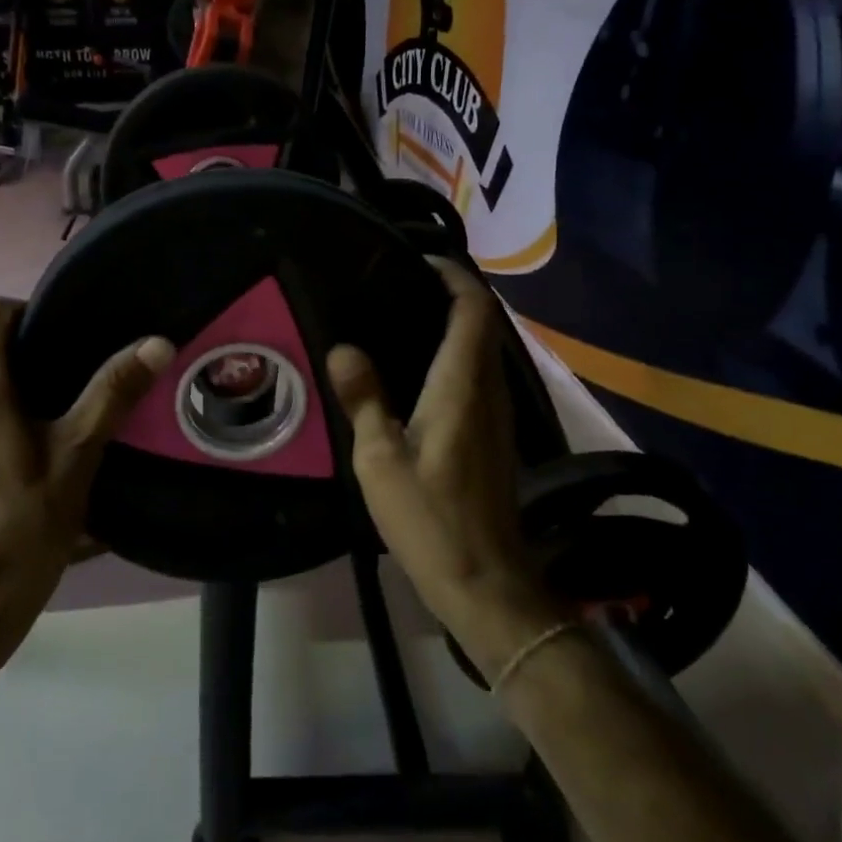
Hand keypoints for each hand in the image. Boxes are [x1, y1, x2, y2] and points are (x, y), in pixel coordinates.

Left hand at [0, 298, 172, 625]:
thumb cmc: (30, 521)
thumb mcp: (79, 452)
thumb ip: (113, 391)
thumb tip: (157, 342)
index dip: (34, 311)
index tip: (74, 333)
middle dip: (34, 347)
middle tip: (84, 369)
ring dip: (18, 379)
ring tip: (65, 403)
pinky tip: (33, 438)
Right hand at [327, 260, 565, 676]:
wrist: (485, 581)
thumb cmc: (430, 518)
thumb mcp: (379, 460)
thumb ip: (363, 399)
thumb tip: (343, 347)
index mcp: (462, 386)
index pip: (473, 310)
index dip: (454, 277)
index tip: (419, 260)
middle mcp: (488, 390)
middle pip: (482, 324)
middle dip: (450, 295)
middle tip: (398, 286)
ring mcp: (498, 414)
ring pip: (483, 350)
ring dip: (454, 325)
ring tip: (402, 318)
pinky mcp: (495, 436)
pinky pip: (479, 376)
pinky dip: (456, 356)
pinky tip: (418, 372)